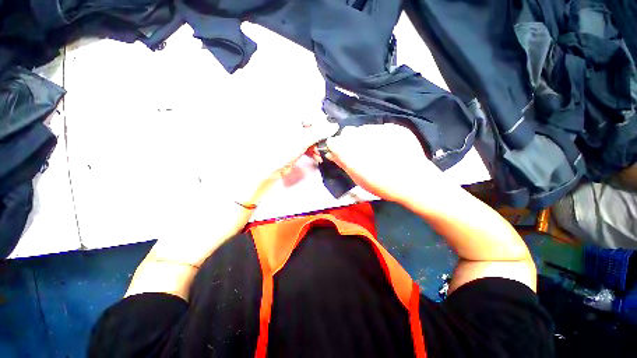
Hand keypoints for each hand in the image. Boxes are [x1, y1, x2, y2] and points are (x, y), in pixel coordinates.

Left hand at [230, 118, 338, 204]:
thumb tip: (335, 126)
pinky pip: (306, 145)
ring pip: (310, 137)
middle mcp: (292, 123)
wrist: (265, 167)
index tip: (330, 132)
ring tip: (322, 154)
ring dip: (318, 145)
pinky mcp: (293, 145)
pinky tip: (317, 157)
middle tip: (327, 145)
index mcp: (291, 116)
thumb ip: (320, 132)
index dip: (322, 122)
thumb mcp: (303, 139)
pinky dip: (312, 150)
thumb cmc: (282, 149)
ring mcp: (293, 135)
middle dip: (321, 137)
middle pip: (312, 126)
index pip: (312, 113)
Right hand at [325, 123, 442, 202]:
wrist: (414, 182)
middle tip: (360, 152)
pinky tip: (389, 147)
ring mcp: (378, 128)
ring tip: (377, 150)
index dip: (336, 147)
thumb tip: (330, 154)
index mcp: (349, 149)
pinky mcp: (393, 127)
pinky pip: (380, 128)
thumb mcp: (357, 178)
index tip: (341, 153)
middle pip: (348, 132)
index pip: (333, 141)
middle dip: (350, 140)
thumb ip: (342, 163)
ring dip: (365, 137)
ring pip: (363, 129)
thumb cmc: (381, 185)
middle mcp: (361, 135)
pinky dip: (380, 136)